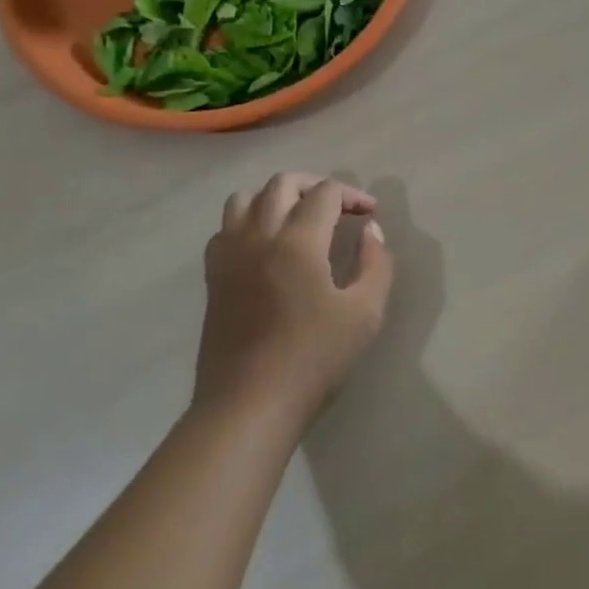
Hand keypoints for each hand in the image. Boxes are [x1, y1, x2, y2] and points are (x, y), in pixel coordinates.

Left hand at [197, 173, 394, 423]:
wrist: (249, 405)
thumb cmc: (313, 360)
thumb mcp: (365, 313)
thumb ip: (375, 264)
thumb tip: (371, 232)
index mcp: (298, 241)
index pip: (325, 192)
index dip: (353, 196)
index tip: (370, 216)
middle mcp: (258, 235)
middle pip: (283, 183)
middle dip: (315, 186)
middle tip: (339, 208)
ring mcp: (229, 254)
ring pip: (245, 198)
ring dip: (276, 197)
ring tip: (299, 218)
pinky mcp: (212, 276)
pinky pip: (225, 228)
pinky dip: (248, 221)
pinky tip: (266, 246)